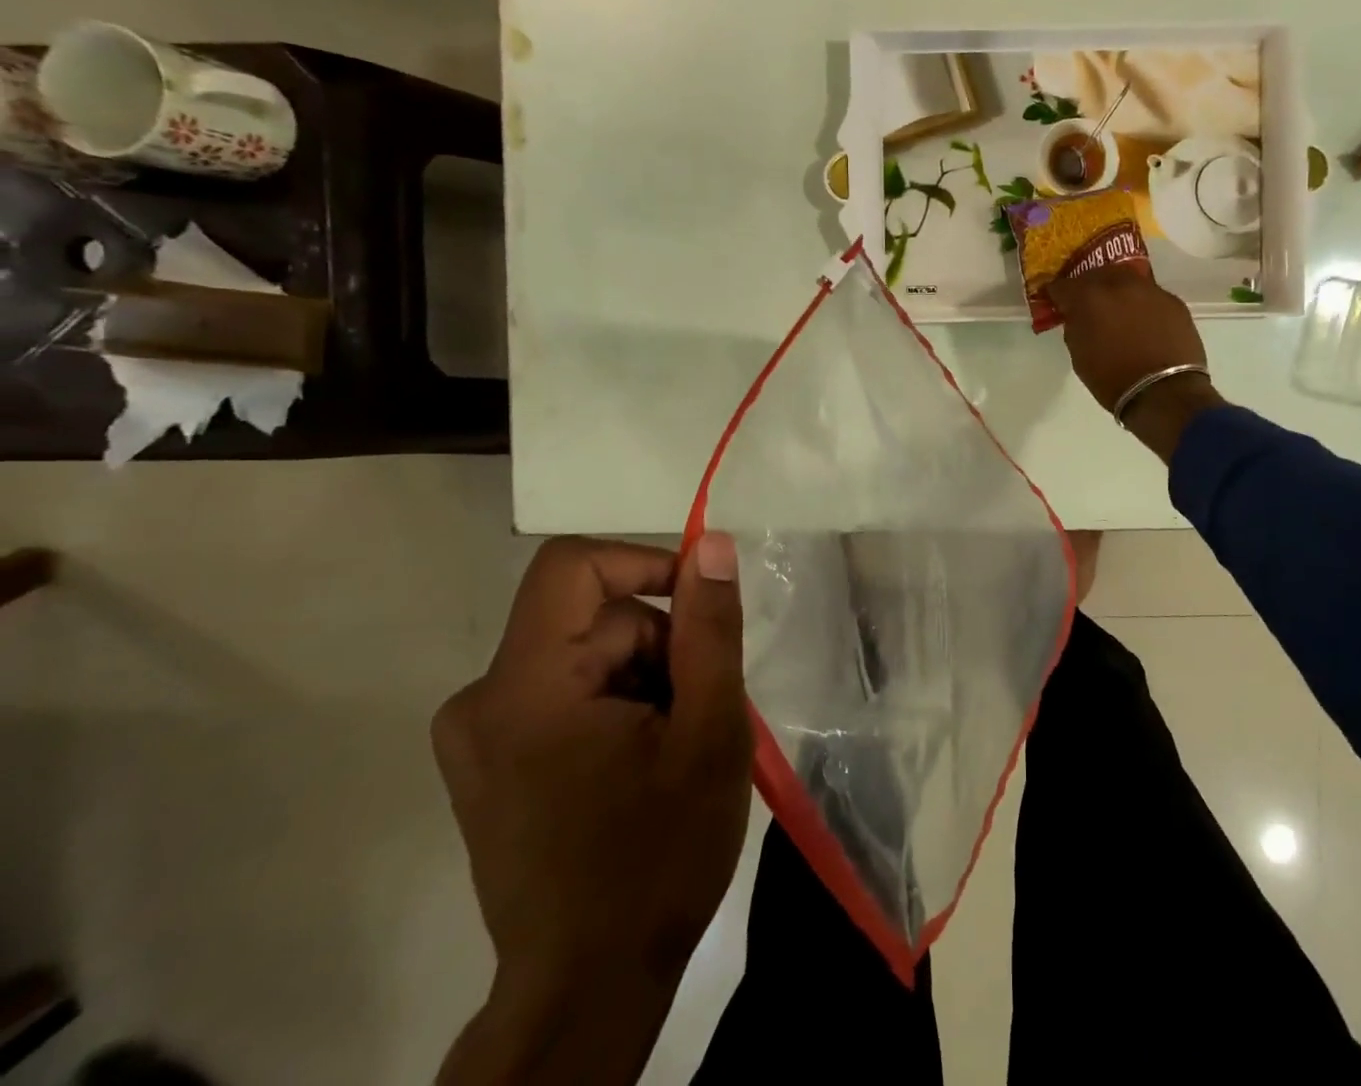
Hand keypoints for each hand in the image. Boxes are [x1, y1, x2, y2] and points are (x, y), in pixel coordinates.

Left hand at [433, 534, 752, 1085]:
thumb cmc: (658, 857)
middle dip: (659, 644)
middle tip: (699, 708)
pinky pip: (564, 687)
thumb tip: (712, 545)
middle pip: (591, 615)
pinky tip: (641, 759)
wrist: (589, 988)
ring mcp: (477, 734)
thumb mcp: (709, 730)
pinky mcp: (488, 760)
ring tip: (674, 742)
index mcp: (525, 687)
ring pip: (584, 651)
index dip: (645, 563)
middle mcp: (481, 699)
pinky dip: (615, 702)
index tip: (699, 606)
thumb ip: (709, 627)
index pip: (573, 565)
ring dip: (644, 676)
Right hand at [1051, 267, 1226, 462]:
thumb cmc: (1113, 380)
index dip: (1056, 294)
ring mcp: (1149, 290)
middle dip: (1088, 286)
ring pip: (1126, 279)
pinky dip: (1141, 303)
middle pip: (1096, 273)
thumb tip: (1077, 316)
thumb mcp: (1080, 356)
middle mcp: (1118, 284)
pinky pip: (1149, 295)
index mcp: (1088, 298)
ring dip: (1117, 290)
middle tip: (1087, 302)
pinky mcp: (1173, 301)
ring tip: (1116, 308)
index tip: (1055, 302)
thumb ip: (1075, 327)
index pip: (1062, 285)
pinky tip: (1142, 321)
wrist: (1165, 393)